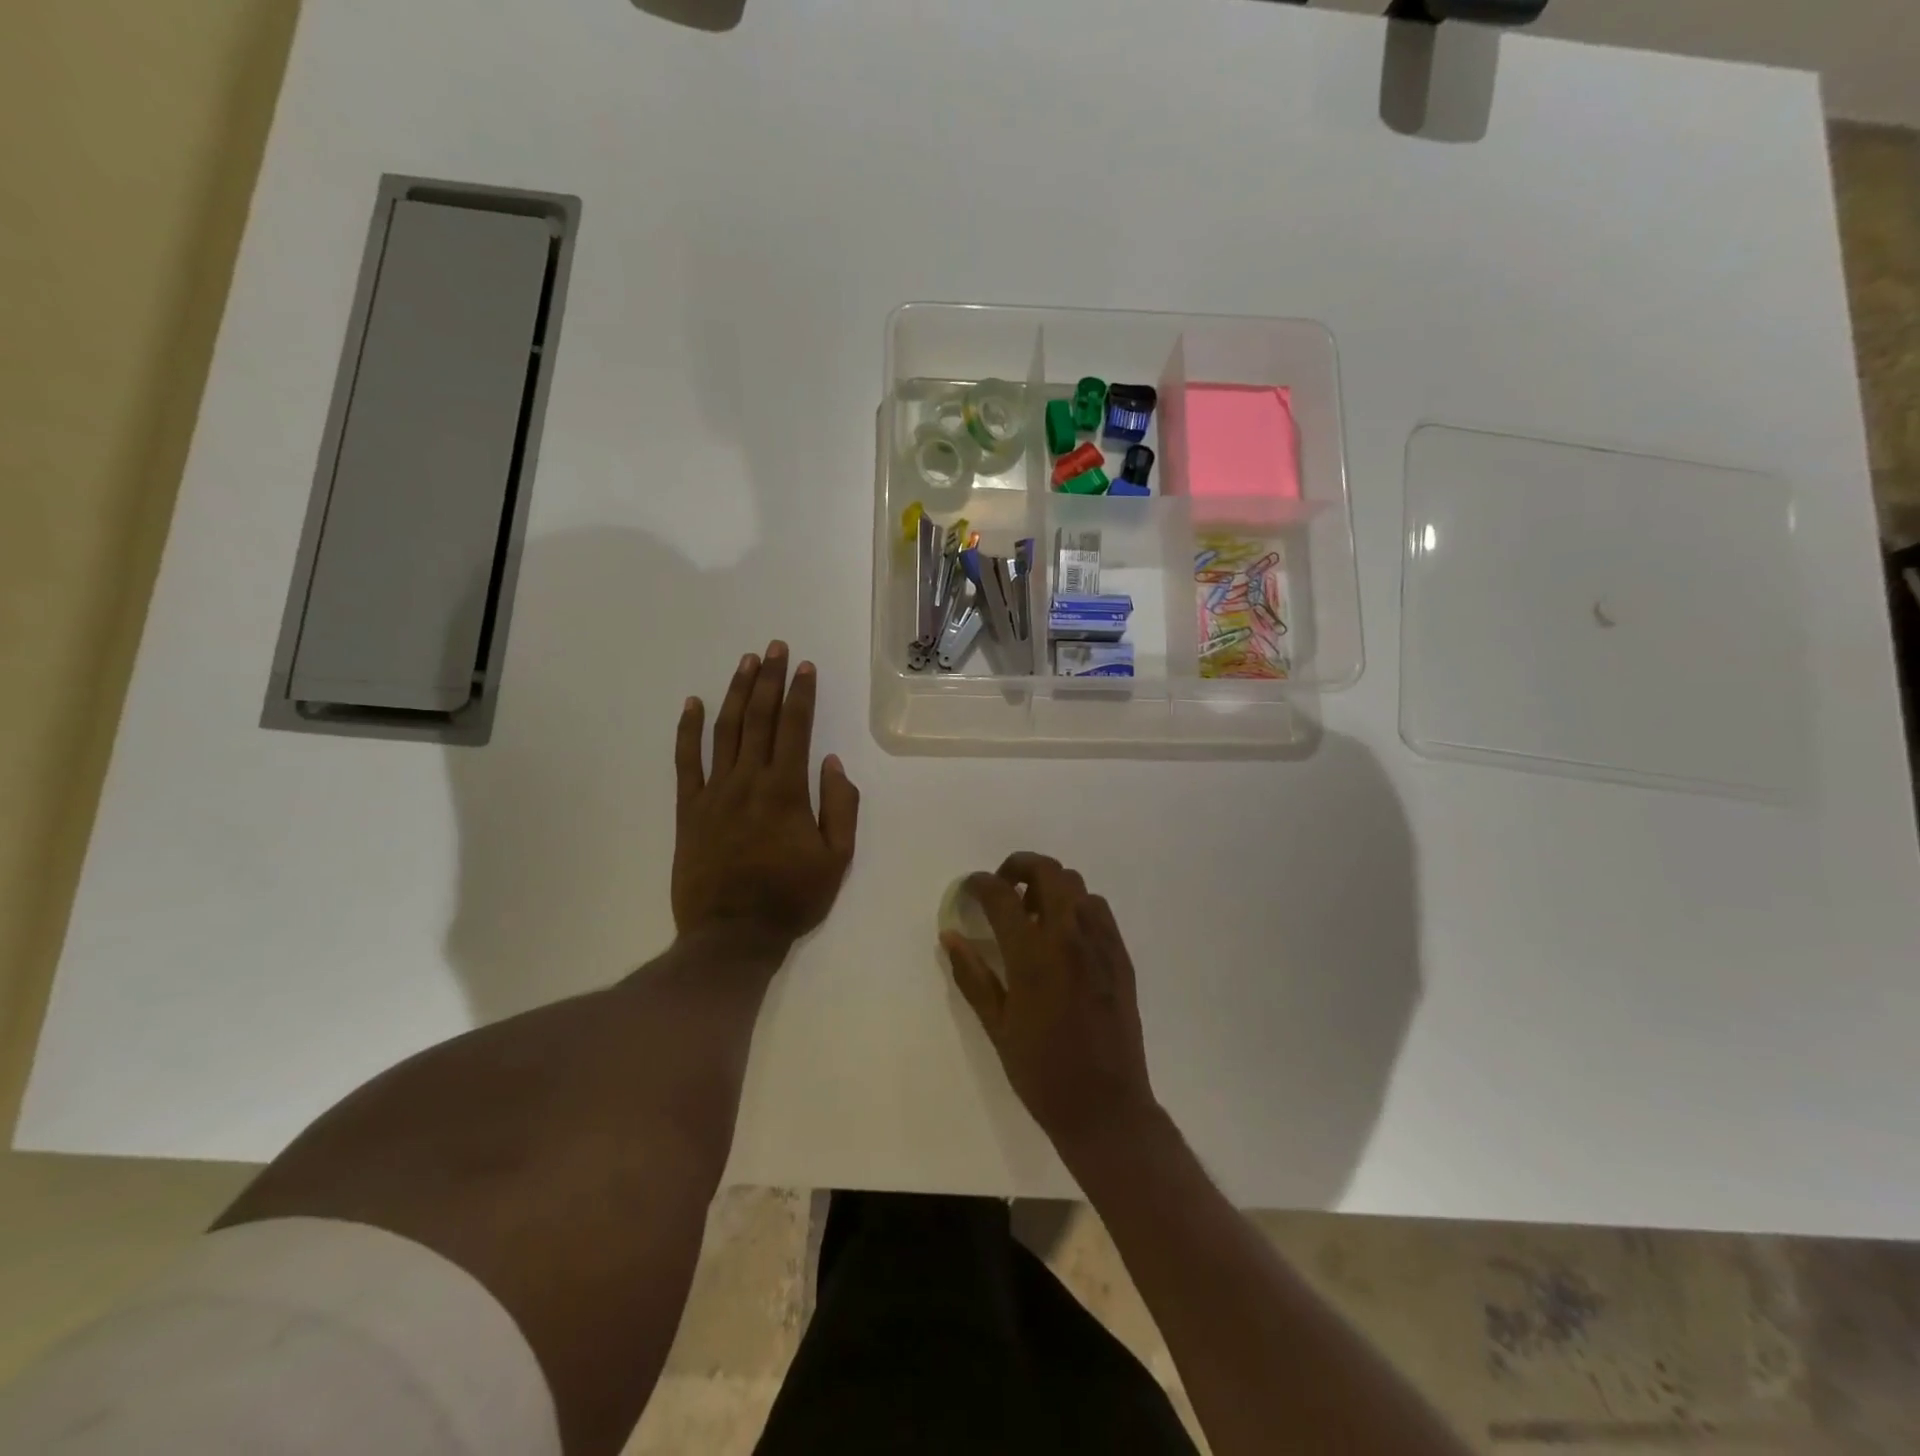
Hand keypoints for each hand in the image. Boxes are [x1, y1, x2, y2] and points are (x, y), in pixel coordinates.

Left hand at [672, 642, 859, 948]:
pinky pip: (685, 762)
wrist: (732, 936)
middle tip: (773, 647)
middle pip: (758, 718)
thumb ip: (840, 807)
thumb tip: (832, 763)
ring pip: (724, 731)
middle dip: (768, 679)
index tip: (804, 666)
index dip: (800, 693)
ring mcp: (714, 793)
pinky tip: (692, 703)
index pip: (795, 728)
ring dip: (735, 693)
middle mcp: (749, 781)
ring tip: (745, 663)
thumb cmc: (791, 898)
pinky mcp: (688, 810)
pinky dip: (687, 730)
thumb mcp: (837, 859)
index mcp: (787, 790)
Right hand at [943, 853, 1159, 1158]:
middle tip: (1003, 889)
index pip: (1002, 896)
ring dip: (1049, 885)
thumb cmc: (1041, 1072)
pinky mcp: (1121, 956)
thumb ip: (972, 975)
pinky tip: (1063, 935)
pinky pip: (1098, 910)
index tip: (970, 888)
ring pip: (1076, 885)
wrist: (1106, 1107)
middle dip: (1019, 866)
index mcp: (1033, 955)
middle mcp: (1070, 937)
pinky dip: (1076, 906)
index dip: (980, 884)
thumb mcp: (996, 1026)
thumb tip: (950, 936)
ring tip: (1032, 913)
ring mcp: (1101, 943)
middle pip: (1048, 871)